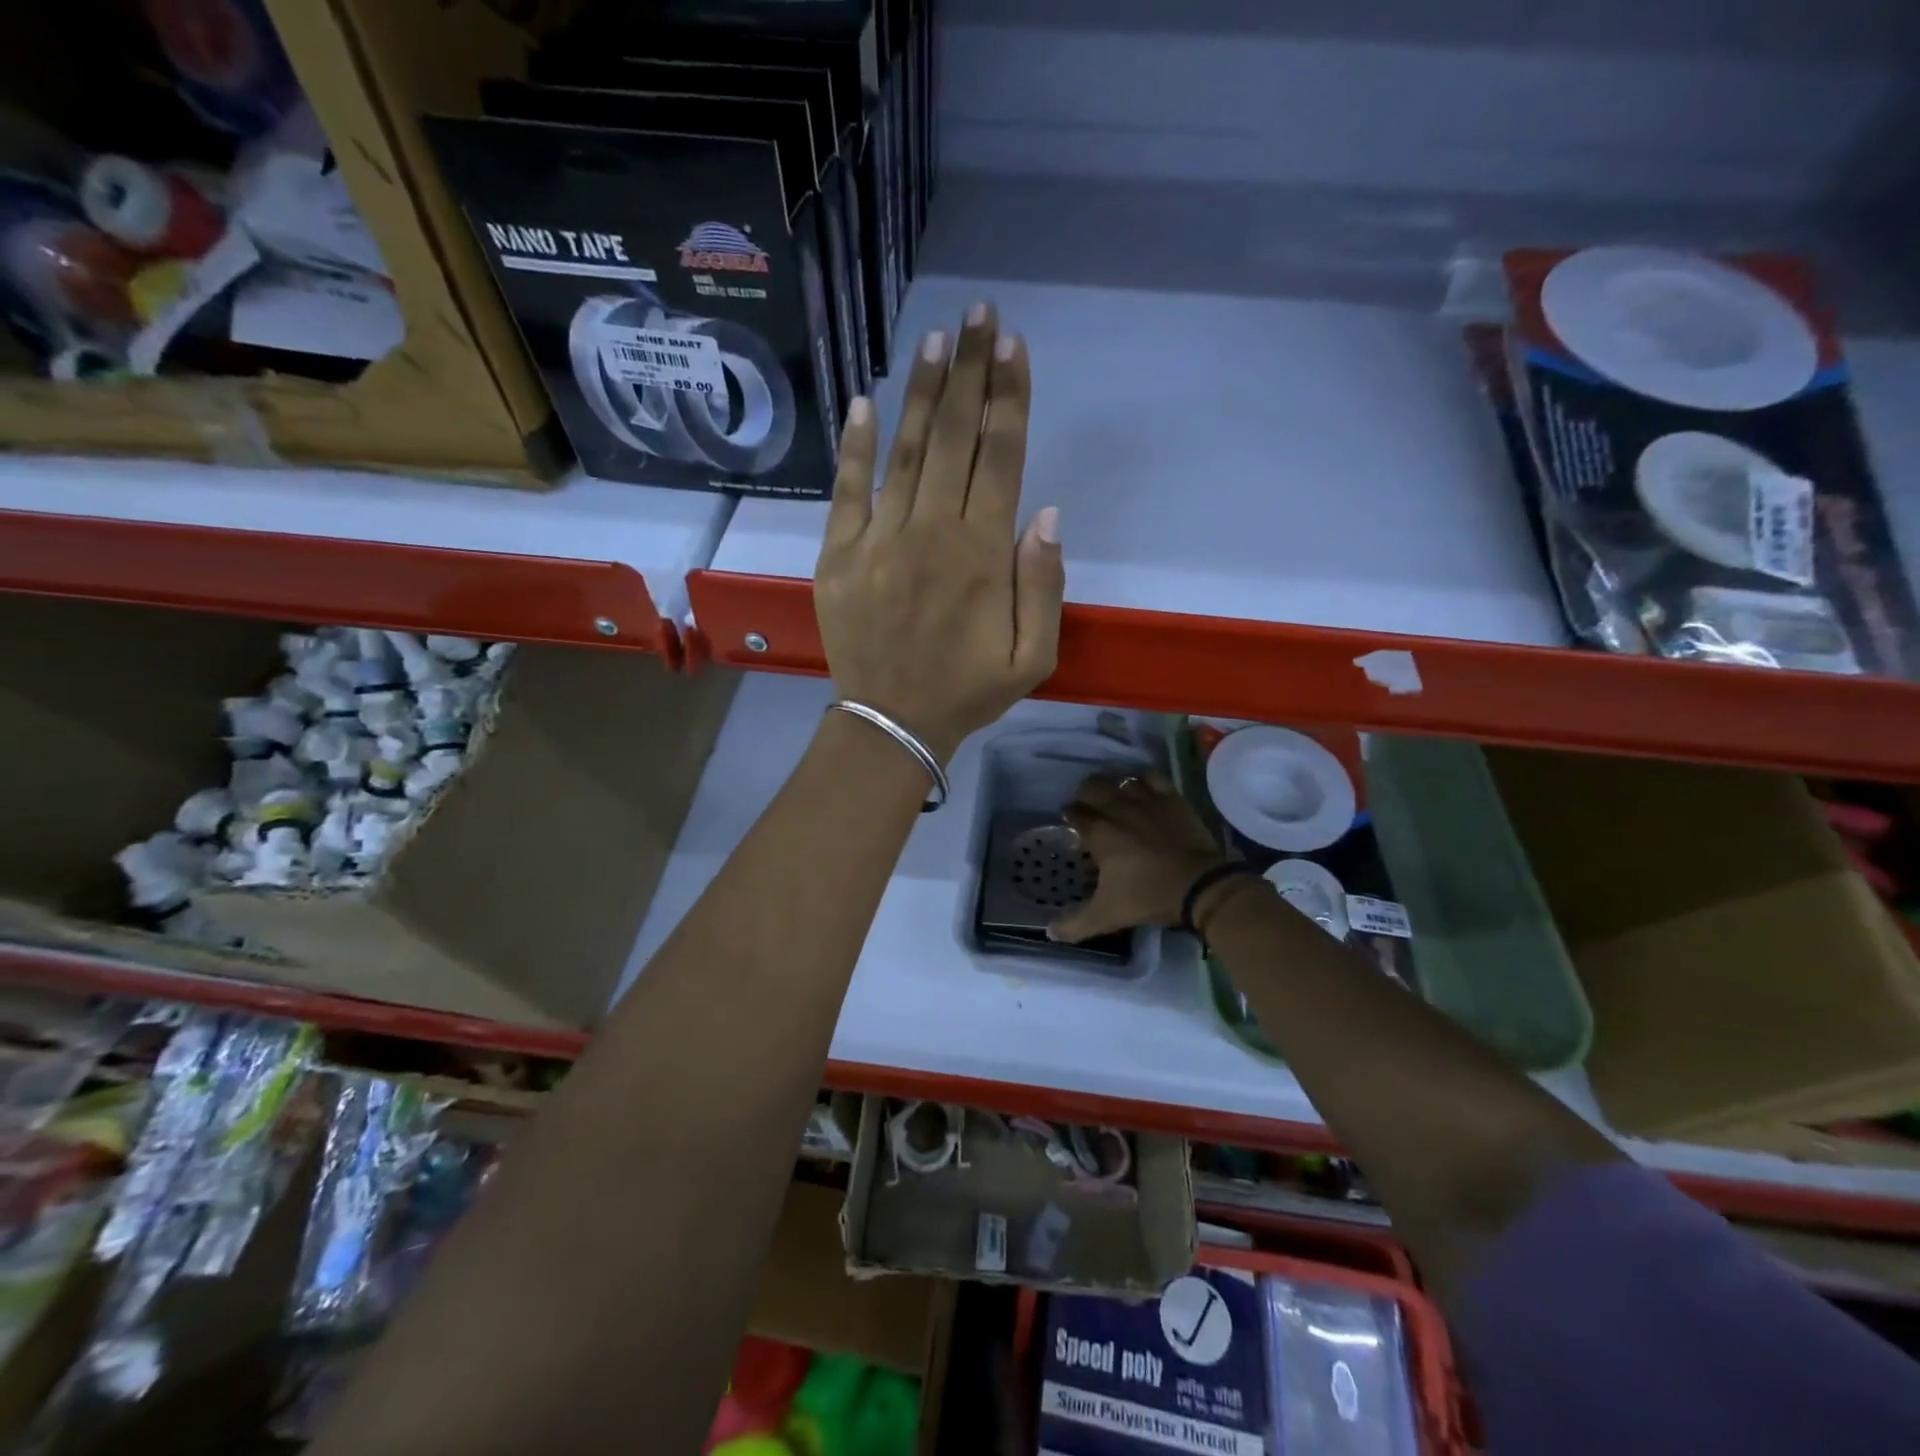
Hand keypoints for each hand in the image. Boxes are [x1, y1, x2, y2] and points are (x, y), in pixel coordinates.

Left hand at [813, 302, 1063, 762]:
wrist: (890, 723)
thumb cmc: (967, 691)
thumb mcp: (1031, 657)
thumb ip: (1043, 585)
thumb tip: (1045, 514)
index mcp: (981, 555)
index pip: (1000, 458)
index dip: (1009, 398)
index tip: (1014, 346)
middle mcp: (930, 533)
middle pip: (955, 438)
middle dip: (971, 372)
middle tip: (980, 316)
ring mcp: (878, 540)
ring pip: (906, 452)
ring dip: (923, 394)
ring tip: (937, 341)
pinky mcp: (838, 555)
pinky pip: (847, 490)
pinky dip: (854, 446)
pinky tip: (863, 402)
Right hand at [1050, 773, 1234, 942]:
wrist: (1199, 886)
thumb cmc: (1148, 897)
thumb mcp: (1107, 915)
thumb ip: (1074, 924)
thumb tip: (1048, 932)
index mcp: (1099, 832)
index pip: (1074, 813)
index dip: (1069, 816)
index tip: (1070, 823)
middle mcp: (1118, 808)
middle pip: (1092, 786)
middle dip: (1086, 795)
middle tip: (1090, 810)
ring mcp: (1147, 800)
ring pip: (1122, 780)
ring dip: (1115, 788)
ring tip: (1117, 800)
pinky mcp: (1172, 799)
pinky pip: (1152, 778)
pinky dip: (1144, 781)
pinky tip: (1144, 790)